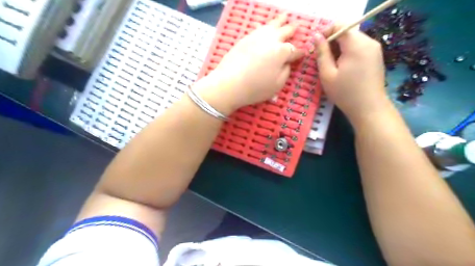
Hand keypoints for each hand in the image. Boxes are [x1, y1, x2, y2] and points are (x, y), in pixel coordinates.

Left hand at [195, 14, 304, 114]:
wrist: (229, 84)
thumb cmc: (256, 88)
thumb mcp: (277, 85)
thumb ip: (286, 72)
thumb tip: (286, 63)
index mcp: (282, 52)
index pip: (294, 51)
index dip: (300, 53)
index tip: (303, 53)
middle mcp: (271, 40)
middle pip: (285, 31)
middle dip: (292, 30)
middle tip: (296, 27)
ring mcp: (257, 37)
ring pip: (271, 25)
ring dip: (280, 21)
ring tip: (284, 17)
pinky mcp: (245, 38)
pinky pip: (258, 28)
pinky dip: (264, 26)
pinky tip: (264, 25)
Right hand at [314, 23, 386, 121]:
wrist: (369, 108)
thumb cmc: (345, 93)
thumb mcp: (327, 74)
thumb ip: (321, 53)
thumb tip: (316, 36)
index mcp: (356, 44)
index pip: (340, 25)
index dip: (326, 32)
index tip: (317, 47)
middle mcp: (369, 41)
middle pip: (346, 32)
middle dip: (332, 42)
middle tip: (322, 60)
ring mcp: (374, 48)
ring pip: (352, 40)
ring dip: (339, 49)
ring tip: (332, 66)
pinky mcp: (376, 56)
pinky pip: (358, 47)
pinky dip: (348, 53)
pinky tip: (343, 68)